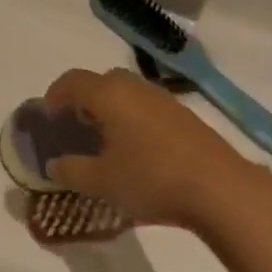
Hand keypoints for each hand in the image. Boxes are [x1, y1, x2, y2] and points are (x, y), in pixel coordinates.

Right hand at [42, 67, 251, 226]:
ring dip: (111, 108)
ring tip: (107, 139)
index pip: (72, 81)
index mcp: (108, 95)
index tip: (49, 116)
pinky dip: (134, 118)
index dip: (56, 95)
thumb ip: (71, 171)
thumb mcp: (101, 182)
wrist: (221, 190)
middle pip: (101, 81)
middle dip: (84, 98)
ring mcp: (163, 99)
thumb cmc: (151, 178)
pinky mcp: (185, 116)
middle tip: (77, 125)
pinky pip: (147, 106)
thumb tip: (54, 165)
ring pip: (127, 92)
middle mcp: (134, 87)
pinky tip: (138, 149)